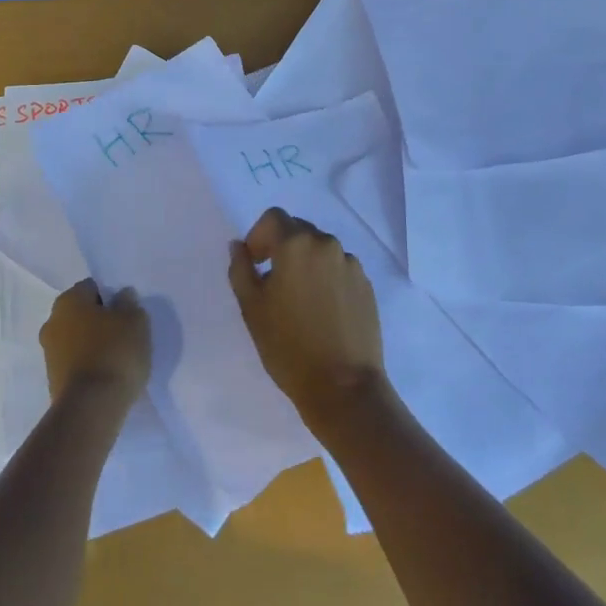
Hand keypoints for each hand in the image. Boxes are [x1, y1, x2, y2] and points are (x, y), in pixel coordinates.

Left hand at [40, 279, 150, 404]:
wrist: (91, 408)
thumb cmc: (114, 352)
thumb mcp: (135, 320)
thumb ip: (129, 303)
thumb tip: (121, 297)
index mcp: (68, 300)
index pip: (93, 287)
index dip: (112, 297)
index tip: (127, 313)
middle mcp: (52, 322)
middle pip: (82, 314)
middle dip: (100, 321)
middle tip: (124, 334)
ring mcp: (48, 353)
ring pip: (77, 339)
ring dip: (93, 344)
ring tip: (117, 358)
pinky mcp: (52, 381)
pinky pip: (74, 363)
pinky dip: (88, 366)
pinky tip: (106, 376)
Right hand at [228, 207, 385, 427]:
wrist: (343, 386)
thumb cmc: (289, 346)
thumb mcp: (252, 308)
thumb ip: (241, 268)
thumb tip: (239, 246)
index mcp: (297, 244)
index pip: (273, 218)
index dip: (258, 235)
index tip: (254, 263)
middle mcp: (326, 244)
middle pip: (299, 230)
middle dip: (282, 247)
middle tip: (272, 281)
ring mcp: (350, 264)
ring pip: (321, 250)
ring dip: (306, 262)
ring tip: (299, 300)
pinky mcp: (366, 284)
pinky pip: (339, 268)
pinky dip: (326, 278)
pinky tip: (322, 311)